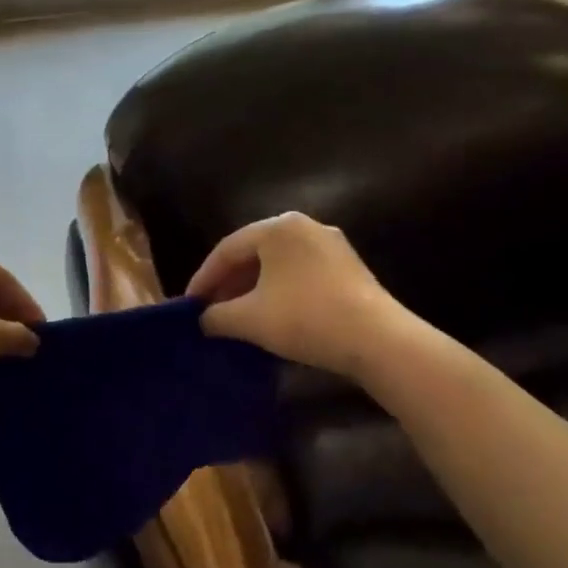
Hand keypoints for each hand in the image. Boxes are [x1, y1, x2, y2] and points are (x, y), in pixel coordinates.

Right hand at [187, 213, 404, 380]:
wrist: (377, 340)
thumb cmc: (305, 318)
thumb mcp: (249, 319)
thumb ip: (217, 315)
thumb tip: (204, 320)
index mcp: (278, 228)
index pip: (227, 249)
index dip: (204, 278)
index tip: (190, 305)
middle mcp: (305, 227)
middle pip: (254, 254)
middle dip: (229, 283)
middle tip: (211, 310)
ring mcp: (331, 246)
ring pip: (278, 265)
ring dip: (253, 289)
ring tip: (238, 316)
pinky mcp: (348, 269)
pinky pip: (300, 275)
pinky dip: (279, 292)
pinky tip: (272, 317)